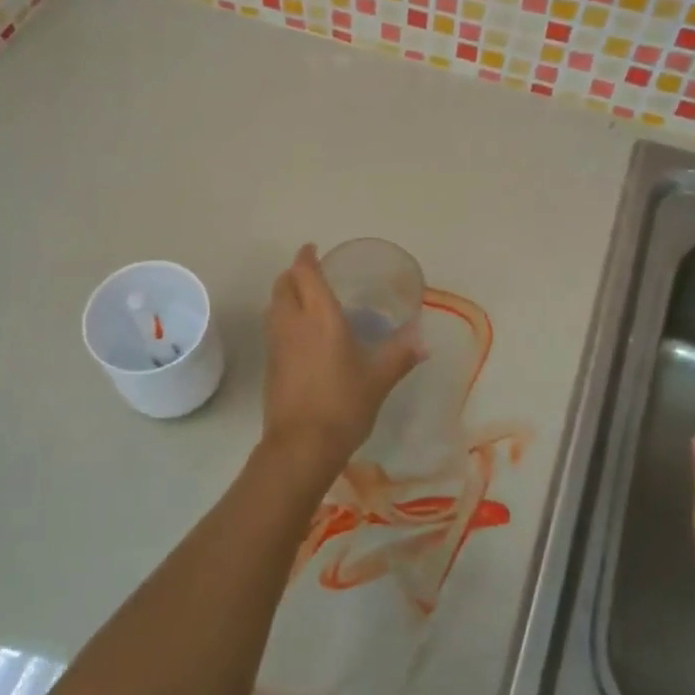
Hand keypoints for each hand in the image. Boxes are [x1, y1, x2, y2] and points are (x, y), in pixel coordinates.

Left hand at [258, 243, 424, 488]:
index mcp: (320, 316)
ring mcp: (277, 344)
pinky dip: (283, 318)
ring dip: (285, 295)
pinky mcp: (271, 364)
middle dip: (294, 274)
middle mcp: (293, 322)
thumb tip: (423, 340)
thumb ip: (400, 355)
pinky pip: (274, 328)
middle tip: (312, 274)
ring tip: (306, 300)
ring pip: (274, 305)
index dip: (306, 257)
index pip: (305, 273)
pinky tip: (301, 335)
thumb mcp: (379, 379)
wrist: (301, 445)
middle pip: (283, 284)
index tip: (313, 249)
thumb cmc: (344, 404)